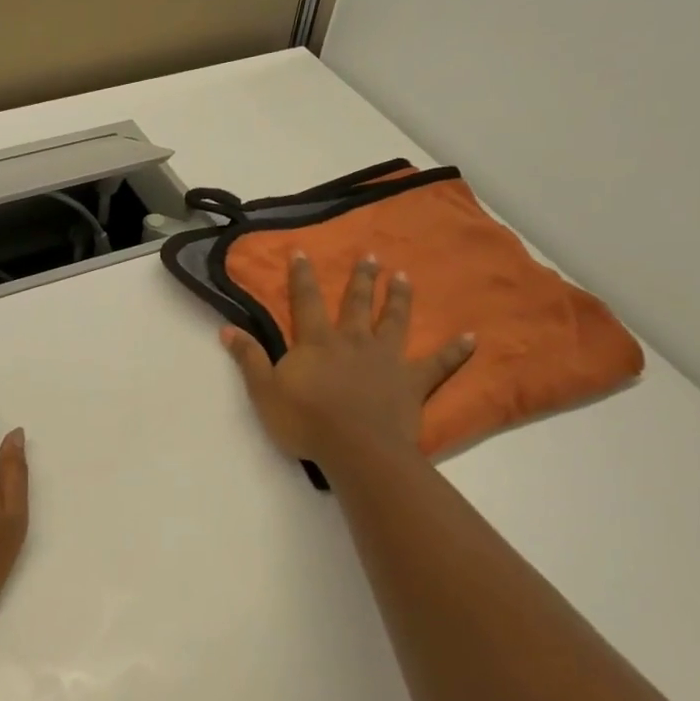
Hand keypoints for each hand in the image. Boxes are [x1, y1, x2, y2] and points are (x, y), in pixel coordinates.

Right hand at [222, 253, 473, 471]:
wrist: (356, 449)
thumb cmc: (306, 421)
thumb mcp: (264, 391)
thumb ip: (248, 358)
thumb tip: (226, 329)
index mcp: (318, 342)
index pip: (306, 301)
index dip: (302, 276)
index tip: (302, 251)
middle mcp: (354, 341)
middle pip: (357, 303)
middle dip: (361, 278)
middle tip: (370, 255)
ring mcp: (386, 359)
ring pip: (394, 321)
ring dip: (399, 298)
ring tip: (403, 277)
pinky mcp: (412, 382)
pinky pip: (438, 364)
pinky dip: (455, 351)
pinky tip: (472, 337)